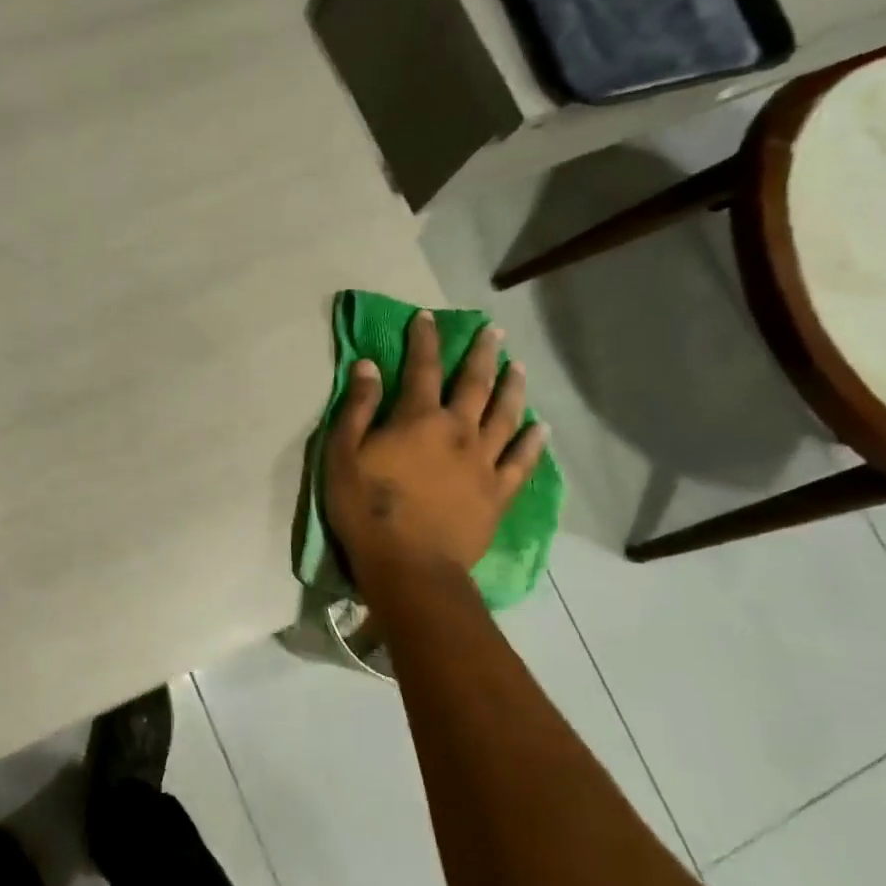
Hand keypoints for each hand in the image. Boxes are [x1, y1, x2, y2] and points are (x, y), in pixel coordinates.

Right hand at [324, 311, 546, 585]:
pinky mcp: (498, 493)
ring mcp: (484, 462)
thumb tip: (368, 367)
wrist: (410, 567)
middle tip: (494, 332)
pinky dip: (534, 442)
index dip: (424, 340)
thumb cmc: (367, 510)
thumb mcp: (343, 455)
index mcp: (419, 419)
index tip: (427, 318)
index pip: (423, 368)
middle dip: (483, 354)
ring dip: (513, 387)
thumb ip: (358, 408)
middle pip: (475, 384)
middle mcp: (458, 431)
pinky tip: (542, 427)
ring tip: (519, 367)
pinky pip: (522, 461)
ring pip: (506, 415)